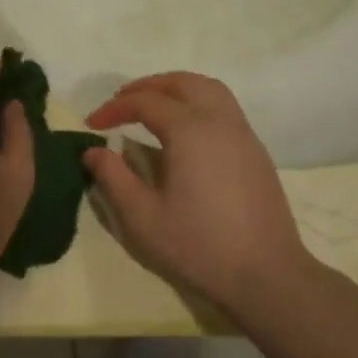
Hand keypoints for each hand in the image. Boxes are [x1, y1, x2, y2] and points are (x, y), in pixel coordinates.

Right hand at [83, 72, 310, 317]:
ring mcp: (242, 133)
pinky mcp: (256, 151)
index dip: (114, 108)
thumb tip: (92, 151)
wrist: (266, 275)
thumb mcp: (142, 217)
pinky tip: (186, 132)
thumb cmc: (199, 246)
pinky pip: (224, 108)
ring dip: (176, 89)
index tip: (92, 124)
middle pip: (181, 83)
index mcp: (189, 130)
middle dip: (147, 87)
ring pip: (208, 89)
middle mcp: (218, 120)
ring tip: (153, 107)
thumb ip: (113, 177)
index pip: (145, 102)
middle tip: (122, 103)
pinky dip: (198, 103)